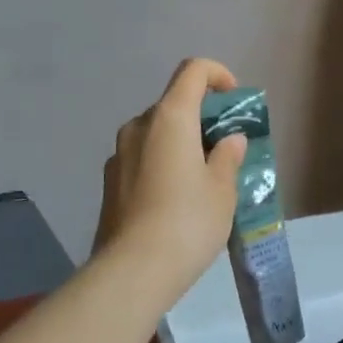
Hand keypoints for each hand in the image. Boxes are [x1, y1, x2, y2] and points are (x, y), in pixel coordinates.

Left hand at [95, 59, 247, 292]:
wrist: (132, 272)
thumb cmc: (187, 222)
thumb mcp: (222, 190)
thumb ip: (228, 157)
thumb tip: (230, 140)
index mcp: (170, 118)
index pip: (193, 70)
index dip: (217, 74)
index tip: (233, 100)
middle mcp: (139, 126)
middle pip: (174, 103)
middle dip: (201, 117)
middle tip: (224, 149)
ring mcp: (119, 154)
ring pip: (156, 133)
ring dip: (180, 142)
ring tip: (201, 179)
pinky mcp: (110, 181)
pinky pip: (142, 157)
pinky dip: (162, 163)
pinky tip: (174, 200)